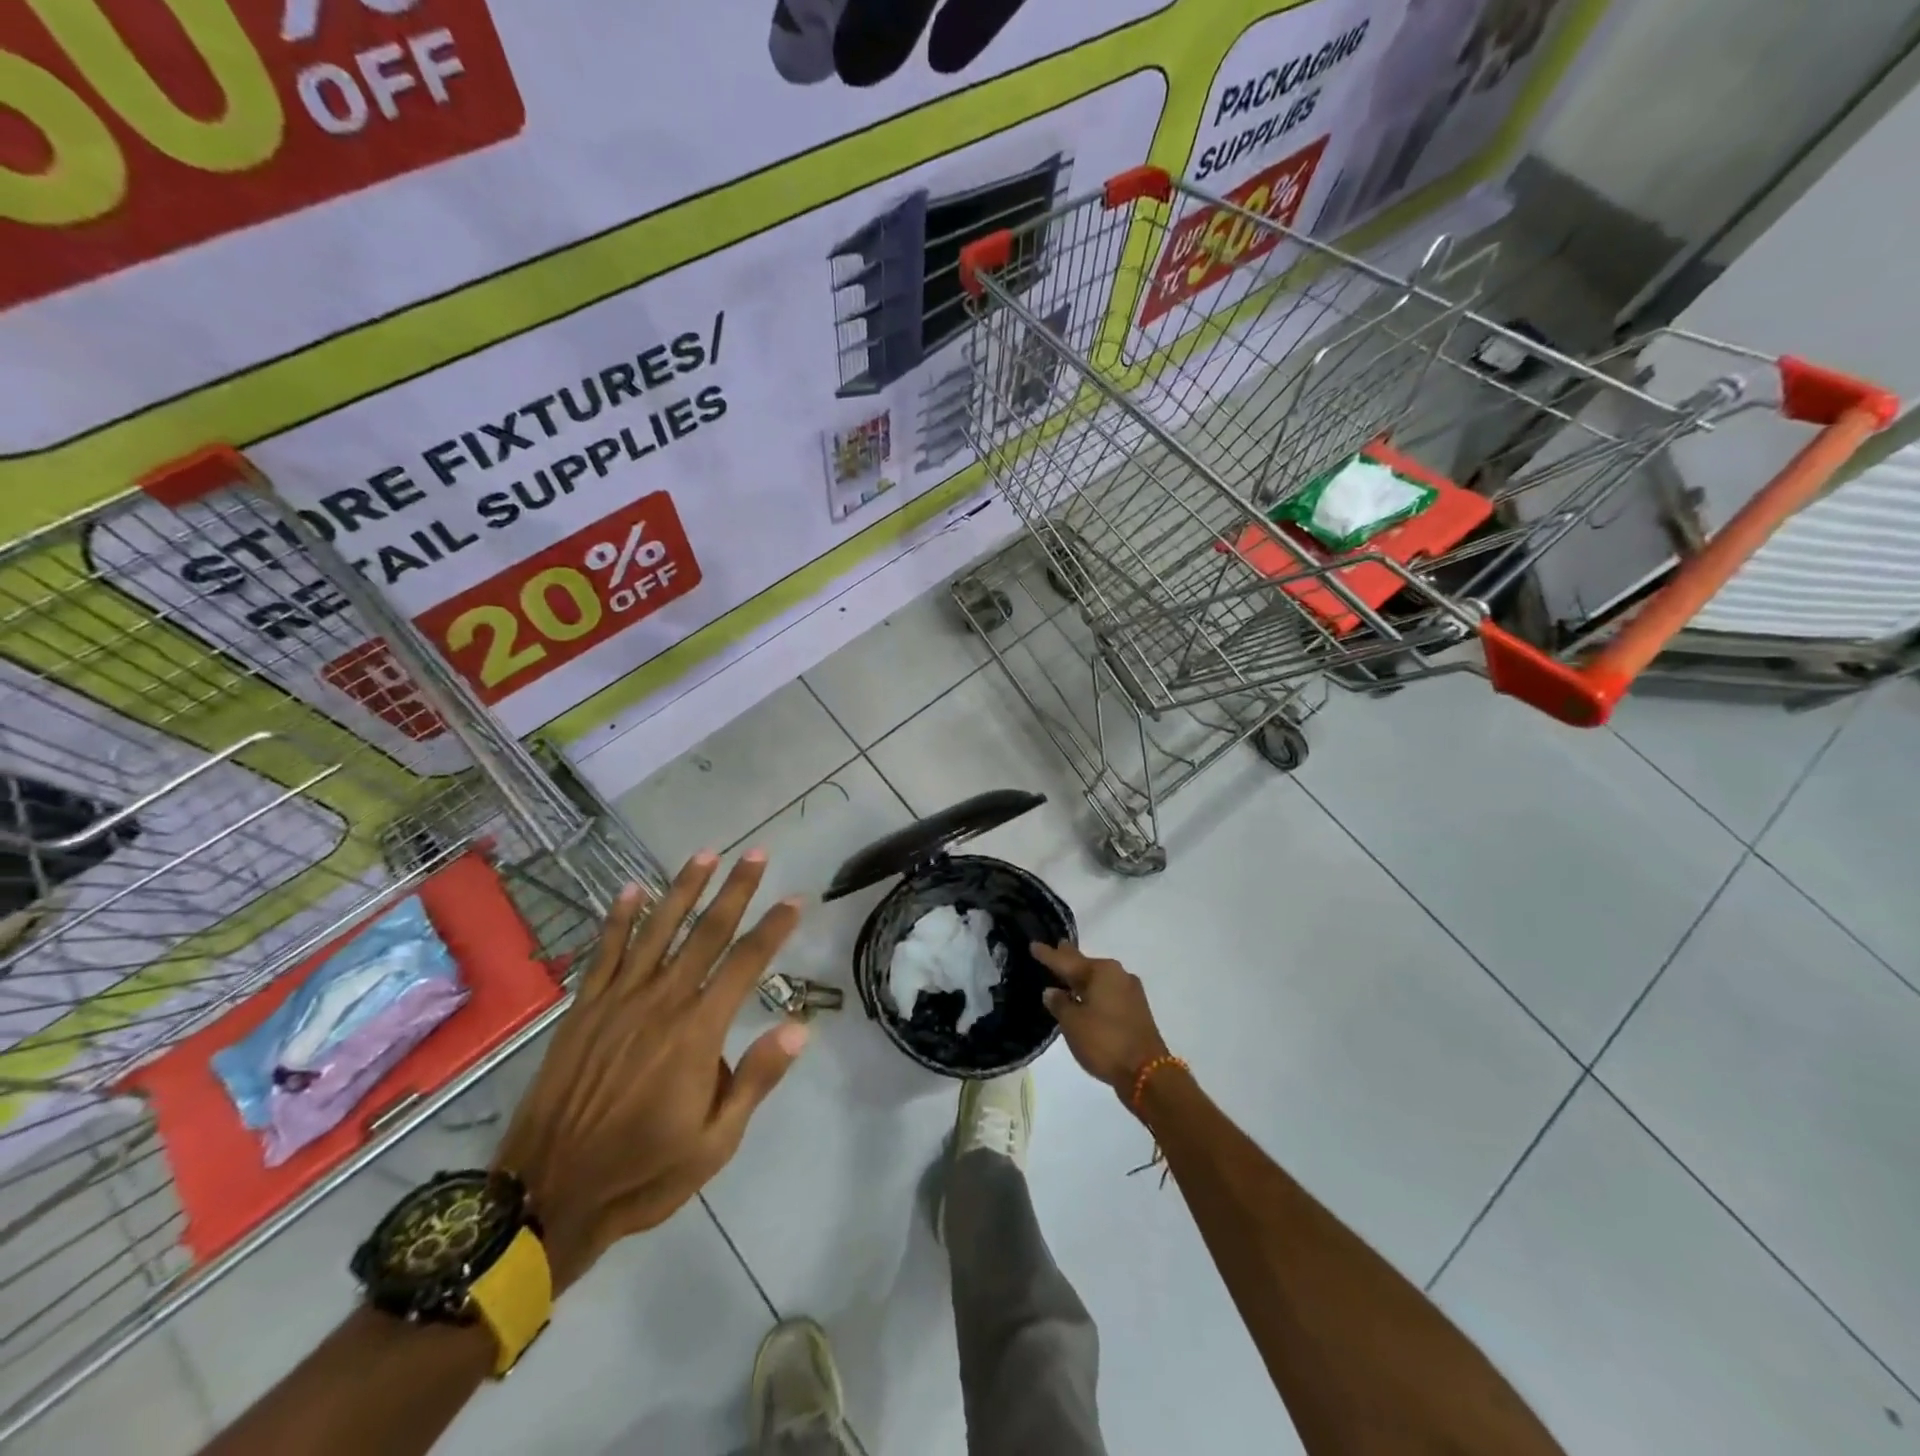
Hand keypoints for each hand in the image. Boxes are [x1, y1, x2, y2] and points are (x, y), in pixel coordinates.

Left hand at [493, 851, 807, 1291]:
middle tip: (756, 853)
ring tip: (705, 854)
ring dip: (683, 889)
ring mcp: (619, 1001)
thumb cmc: (642, 1173)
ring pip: (658, 930)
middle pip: (707, 932)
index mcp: (698, 1032)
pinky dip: (619, 919)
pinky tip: (631, 890)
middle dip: (735, 890)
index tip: (796, 899)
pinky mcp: (585, 1009)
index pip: (746, 963)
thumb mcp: (715, 1143)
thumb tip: (800, 1027)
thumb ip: (756, 1079)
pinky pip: (605, 952)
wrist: (546, 1197)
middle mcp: (662, 1002)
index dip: (774, 928)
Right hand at [1033, 942, 1171, 1098]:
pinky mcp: (1136, 1009)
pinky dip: (1093, 992)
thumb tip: (1051, 991)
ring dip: (1082, 978)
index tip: (1033, 945)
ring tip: (1066, 974)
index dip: (1048, 954)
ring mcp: (1130, 991)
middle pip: (1086, 964)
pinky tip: (1085, 997)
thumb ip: (1059, 1004)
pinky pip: (1108, 993)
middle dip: (1069, 959)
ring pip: (1098, 979)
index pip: (1066, 960)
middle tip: (1055, 948)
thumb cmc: (1104, 1042)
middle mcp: (1118, 974)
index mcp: (1101, 971)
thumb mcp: (1073, 1023)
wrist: (1148, 1073)